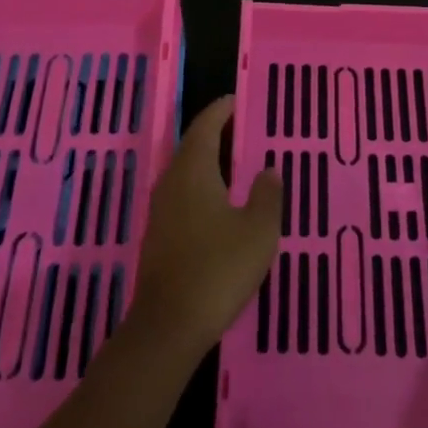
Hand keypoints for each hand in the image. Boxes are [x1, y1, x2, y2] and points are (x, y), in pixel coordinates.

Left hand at [129, 95, 281, 358]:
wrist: (168, 326)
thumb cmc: (218, 269)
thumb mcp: (258, 230)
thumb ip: (267, 195)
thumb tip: (269, 170)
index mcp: (194, 170)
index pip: (206, 126)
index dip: (221, 111)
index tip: (236, 100)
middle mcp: (172, 182)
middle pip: (192, 146)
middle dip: (215, 134)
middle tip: (241, 128)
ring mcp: (161, 210)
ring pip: (185, 172)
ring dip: (208, 162)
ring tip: (235, 163)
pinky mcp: (159, 236)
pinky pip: (182, 196)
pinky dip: (201, 187)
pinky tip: (219, 204)